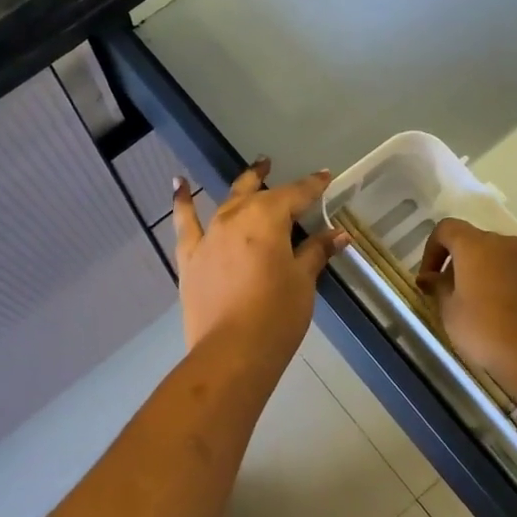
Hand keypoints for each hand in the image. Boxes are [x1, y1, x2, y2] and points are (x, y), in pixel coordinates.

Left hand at [174, 160, 349, 364]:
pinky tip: (179, 185)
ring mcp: (209, 235)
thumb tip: (337, 234)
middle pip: (257, 191)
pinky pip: (185, 222)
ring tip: (251, 172)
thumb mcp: (303, 281)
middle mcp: (236, 217)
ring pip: (227, 201)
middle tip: (274, 165)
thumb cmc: (276, 316)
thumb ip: (316, 252)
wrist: (231, 352)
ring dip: (240, 185)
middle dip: (269, 178)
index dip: (312, 186)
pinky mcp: (190, 257)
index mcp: (268, 219)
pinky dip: (182, 201)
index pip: (296, 195)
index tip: (324, 177)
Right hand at [418, 218, 516, 390]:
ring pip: (496, 257)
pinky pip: (514, 273)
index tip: (428, 278)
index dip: (431, 250)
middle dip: (456, 263)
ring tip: (473, 306)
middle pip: (473, 242)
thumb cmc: (486, 329)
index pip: (446, 229)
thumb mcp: (450, 311)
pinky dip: (501, 284)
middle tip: (447, 293)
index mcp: (475, 245)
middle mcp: (504, 244)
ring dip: (480, 273)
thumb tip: (429, 278)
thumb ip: (438, 288)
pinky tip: (498, 314)